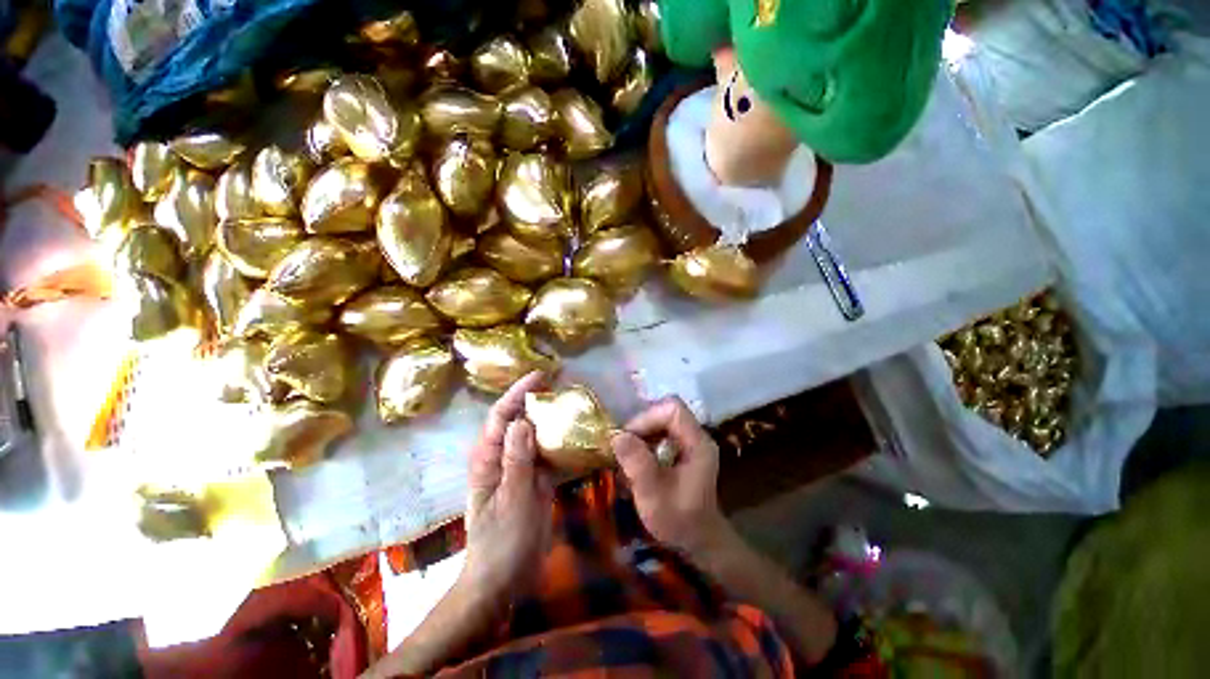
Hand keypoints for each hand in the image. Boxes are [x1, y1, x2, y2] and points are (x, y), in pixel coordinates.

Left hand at [459, 372, 554, 611]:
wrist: (504, 579)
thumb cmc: (501, 542)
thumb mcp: (511, 500)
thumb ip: (517, 461)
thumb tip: (523, 420)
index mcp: (489, 458)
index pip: (501, 415)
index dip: (518, 392)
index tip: (540, 375)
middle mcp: (503, 456)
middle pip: (520, 420)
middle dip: (538, 401)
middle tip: (564, 386)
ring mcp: (521, 467)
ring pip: (537, 435)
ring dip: (553, 420)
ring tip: (575, 405)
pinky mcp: (536, 479)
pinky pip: (549, 454)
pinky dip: (562, 444)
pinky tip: (579, 437)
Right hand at [611, 397, 731, 553]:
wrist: (697, 541)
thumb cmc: (678, 521)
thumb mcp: (653, 496)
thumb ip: (637, 465)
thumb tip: (617, 435)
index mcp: (698, 443)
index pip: (672, 409)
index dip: (647, 417)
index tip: (628, 438)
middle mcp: (696, 436)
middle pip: (665, 411)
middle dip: (641, 426)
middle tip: (623, 448)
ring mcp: (690, 441)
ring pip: (660, 420)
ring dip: (640, 434)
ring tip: (628, 456)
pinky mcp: (681, 448)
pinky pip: (660, 432)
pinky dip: (644, 441)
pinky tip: (636, 461)